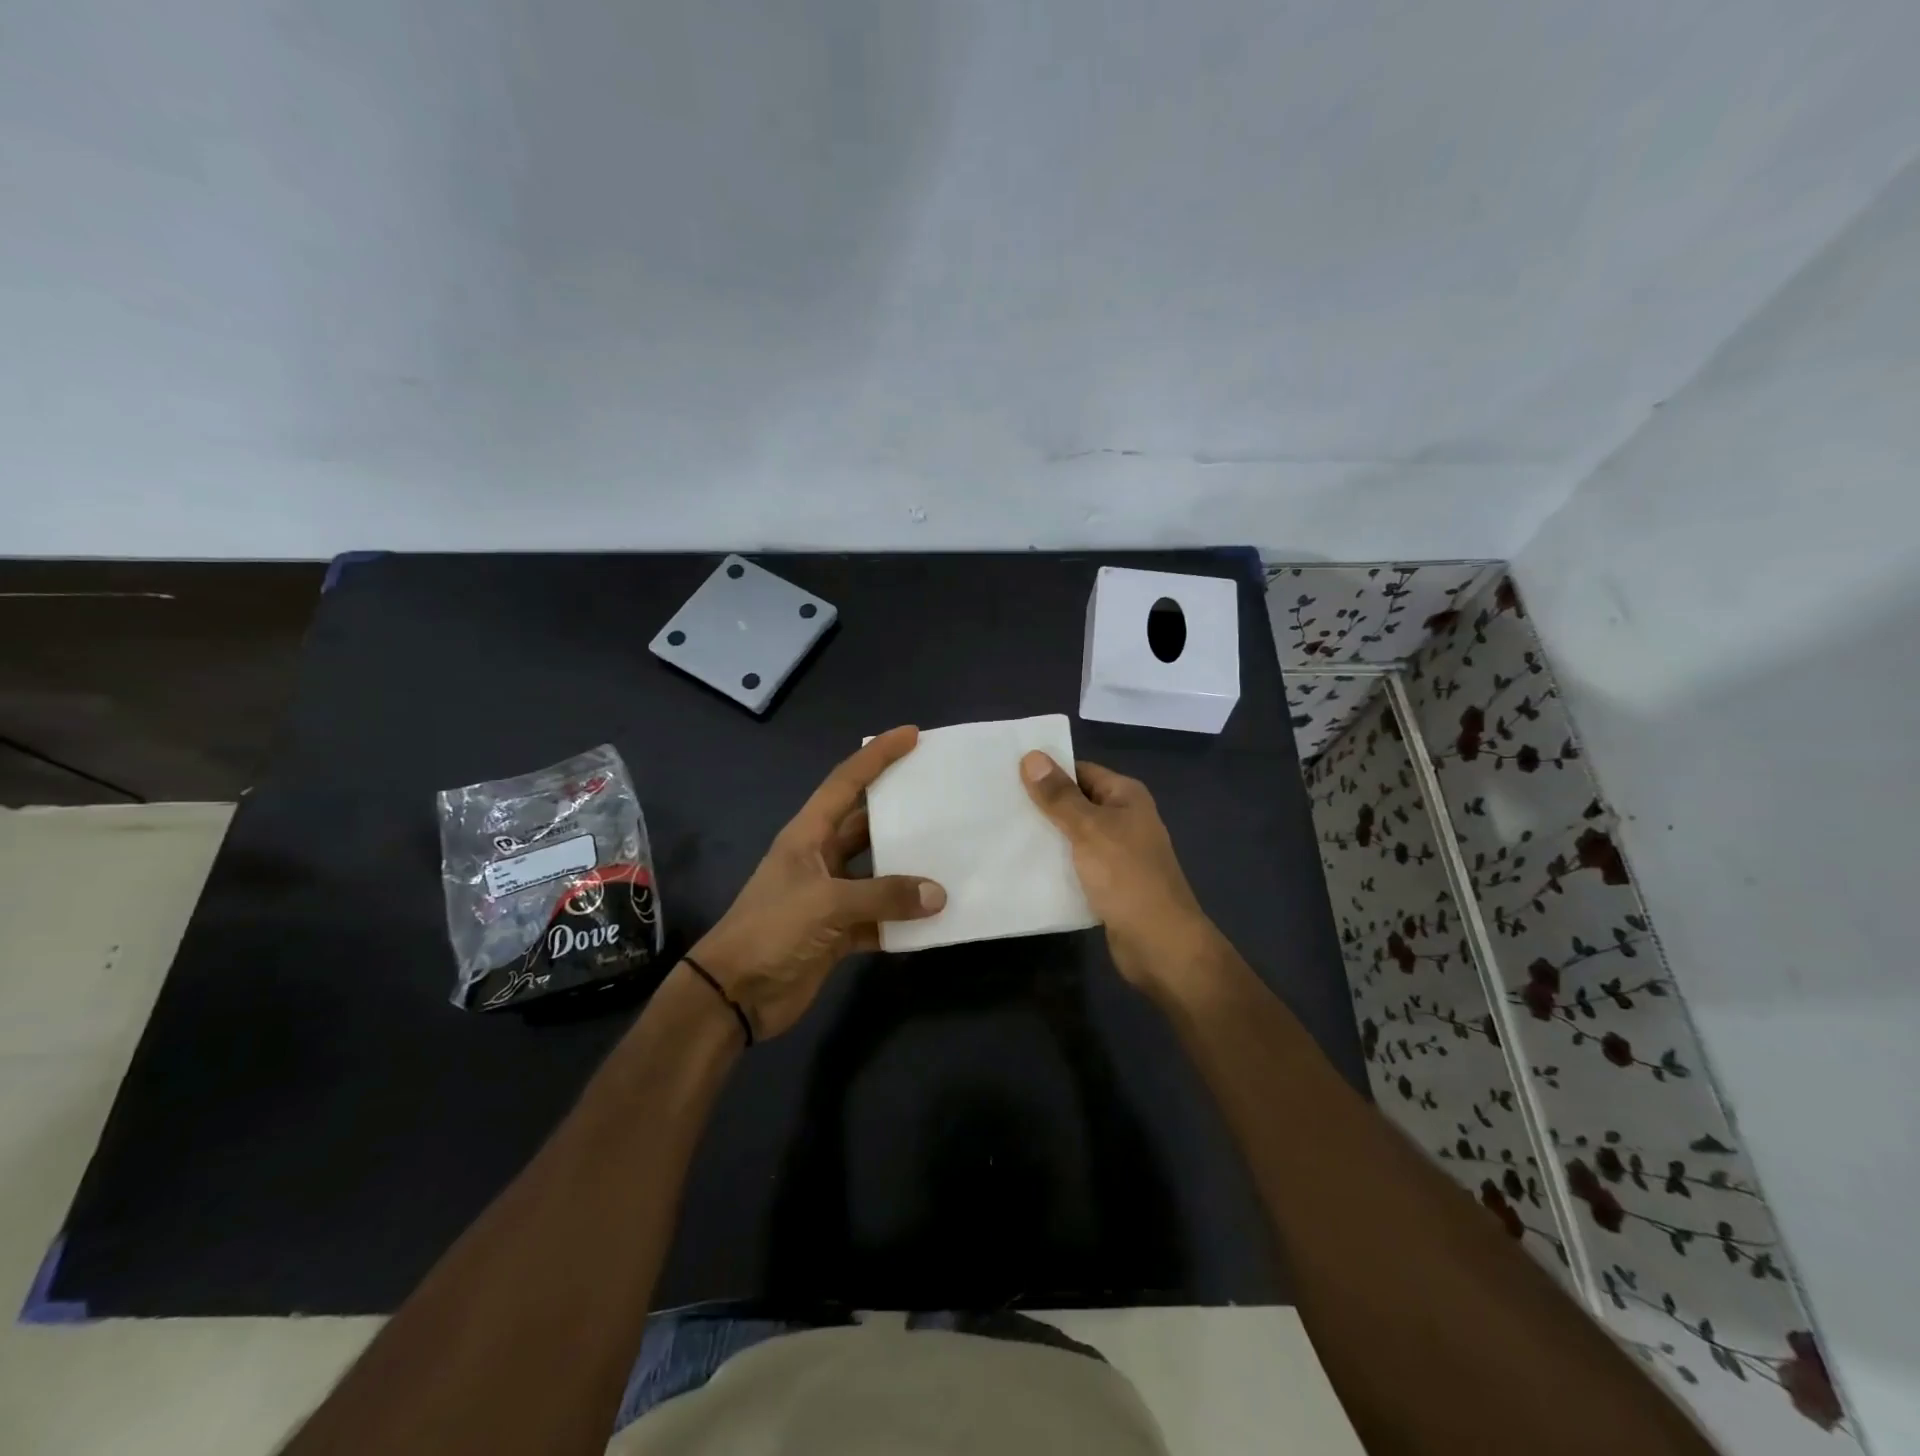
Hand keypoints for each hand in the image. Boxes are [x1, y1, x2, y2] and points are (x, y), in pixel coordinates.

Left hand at [688, 726, 946, 1040]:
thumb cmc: (771, 930)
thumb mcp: (825, 903)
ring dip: (908, 868)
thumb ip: (883, 895)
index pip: (846, 782)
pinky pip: (879, 916)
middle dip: (901, 809)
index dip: (877, 756)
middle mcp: (820, 858)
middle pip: (866, 824)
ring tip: (951, 853)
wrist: (734, 994)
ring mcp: (830, 896)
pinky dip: (903, 917)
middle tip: (943, 794)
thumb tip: (938, 894)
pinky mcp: (838, 931)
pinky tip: (934, 917)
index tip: (911, 735)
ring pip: (878, 871)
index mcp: (808, 835)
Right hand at [1021, 752, 1220, 996]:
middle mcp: (1124, 819)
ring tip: (1002, 833)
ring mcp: (1118, 853)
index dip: (1047, 771)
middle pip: (1075, 802)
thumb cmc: (1127, 877)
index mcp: (1126, 796)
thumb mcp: (1089, 829)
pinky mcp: (1109, 883)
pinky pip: (1076, 864)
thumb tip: (1031, 756)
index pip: (1080, 770)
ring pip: (1073, 835)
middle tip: (996, 804)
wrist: (1159, 944)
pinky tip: (1023, 867)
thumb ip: (1059, 796)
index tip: (1006, 774)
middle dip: (1041, 805)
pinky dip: (1055, 864)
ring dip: (1045, 837)